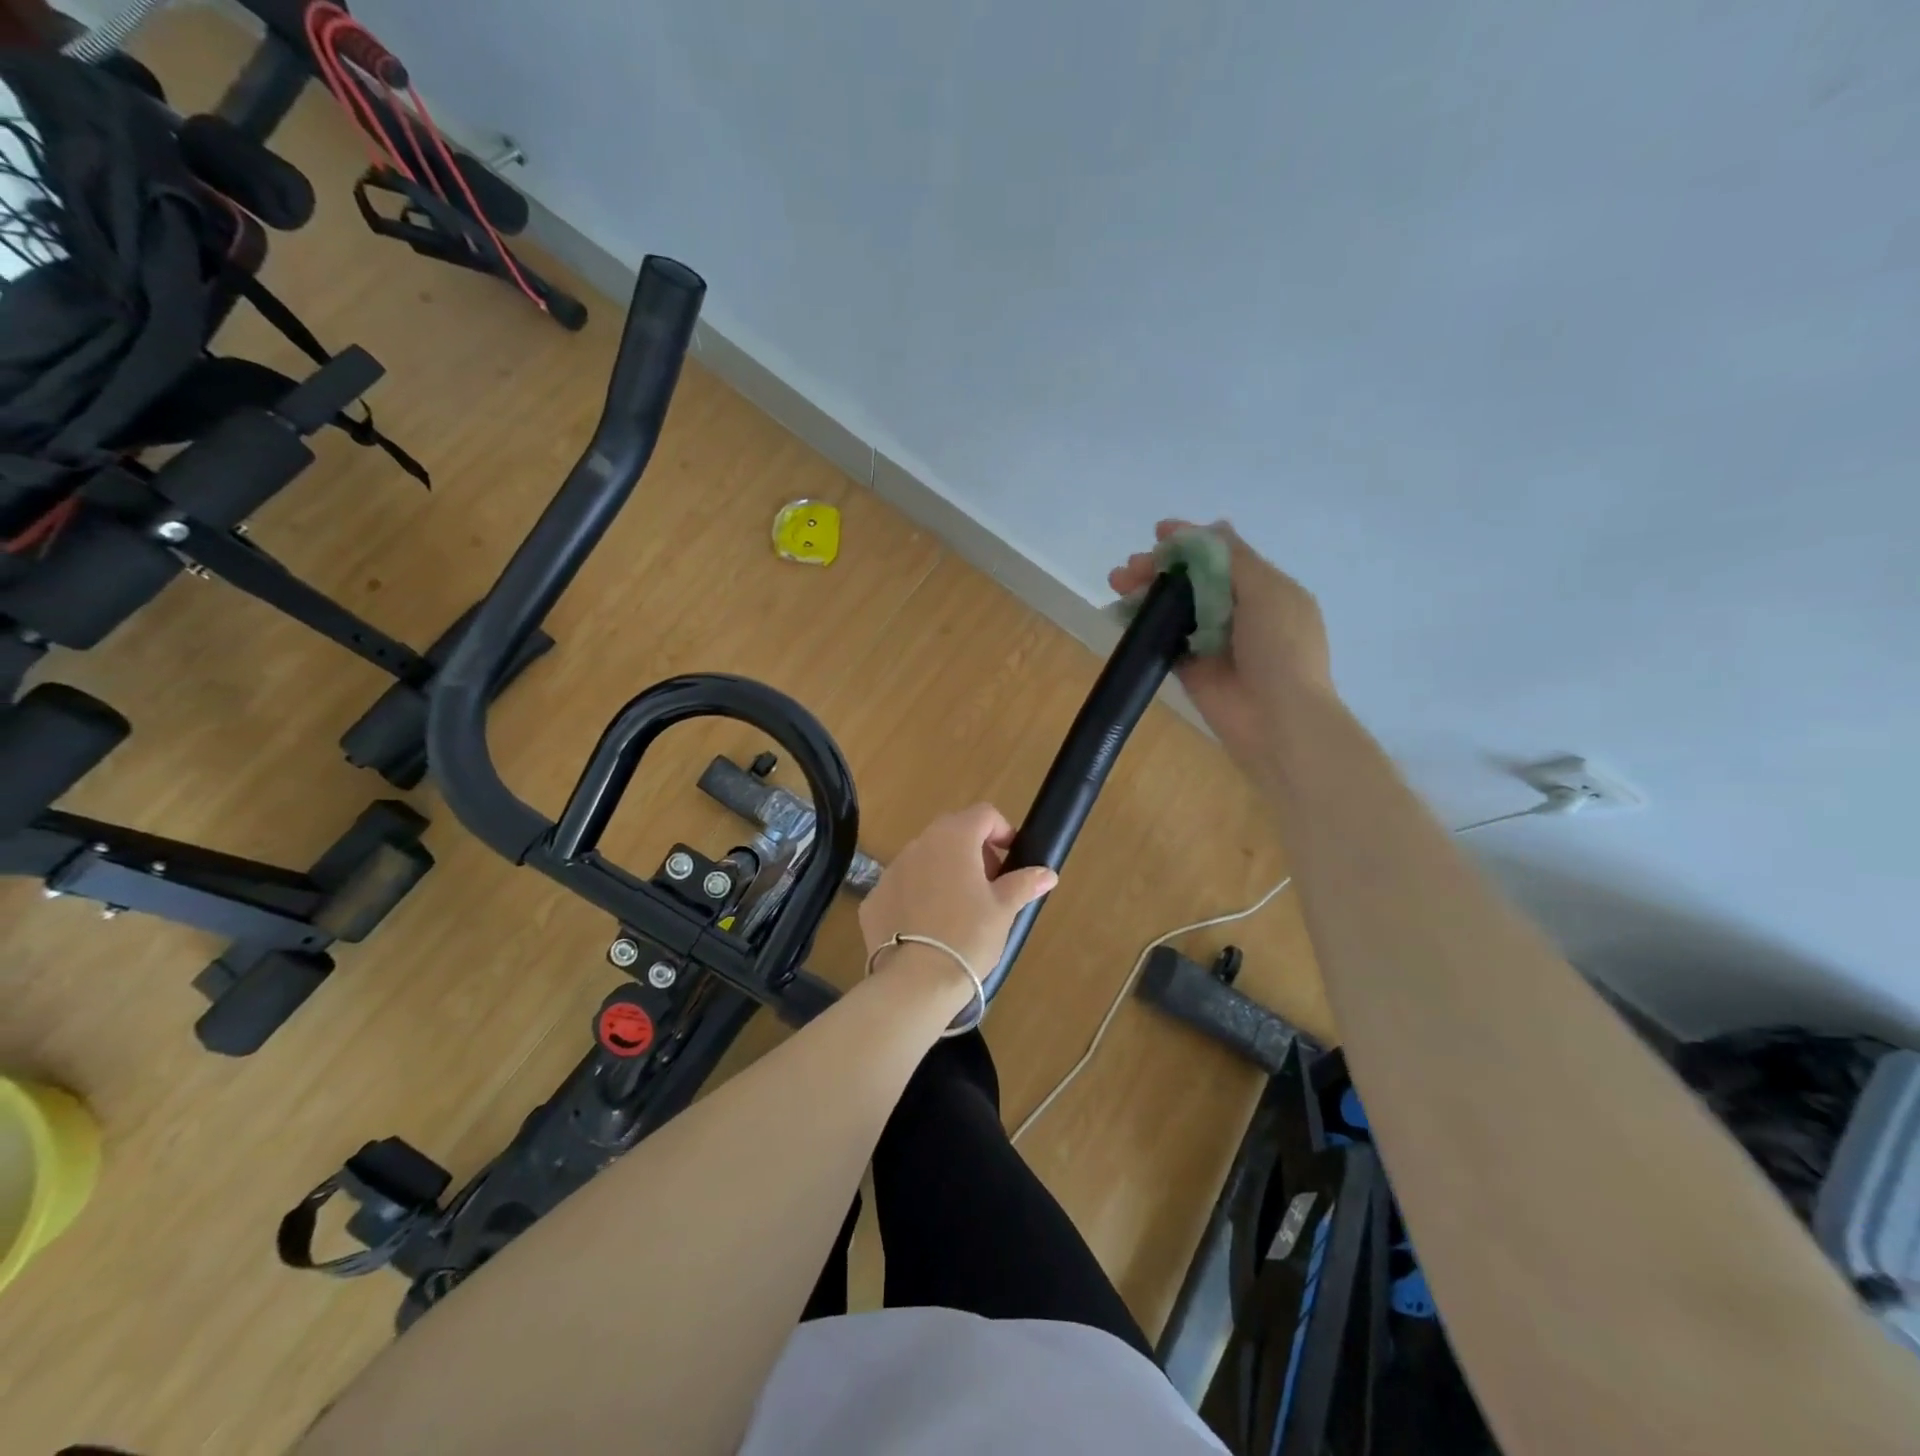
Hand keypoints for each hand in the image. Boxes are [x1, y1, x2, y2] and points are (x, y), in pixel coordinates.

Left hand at [859, 805, 1058, 1002]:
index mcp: (954, 839)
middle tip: (989, 884)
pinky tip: (928, 928)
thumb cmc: (968, 937)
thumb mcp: (1003, 910)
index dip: (1002, 831)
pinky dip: (918, 896)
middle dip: (974, 850)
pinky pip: (902, 887)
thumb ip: (1023, 884)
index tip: (1011, 859)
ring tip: (959, 909)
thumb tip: (1047, 873)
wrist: (915, 981)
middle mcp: (919, 845)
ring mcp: (891, 871)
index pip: (983, 814)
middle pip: (952, 832)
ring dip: (944, 871)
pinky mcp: (873, 899)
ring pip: (924, 859)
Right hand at [1108, 519, 1334, 772]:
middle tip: (1129, 569)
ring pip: (1173, 607)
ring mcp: (1212, 641)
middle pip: (1192, 580)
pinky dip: (1142, 625)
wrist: (1278, 719)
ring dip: (1146, 592)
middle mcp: (1237, 611)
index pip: (1221, 556)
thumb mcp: (1266, 591)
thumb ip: (1234, 559)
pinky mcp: (1190, 668)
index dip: (1189, 541)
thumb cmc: (1280, 648)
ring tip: (1117, 586)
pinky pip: (1163, 639)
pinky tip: (1120, 614)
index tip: (1158, 533)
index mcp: (1263, 589)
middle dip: (1160, 567)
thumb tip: (1213, 526)